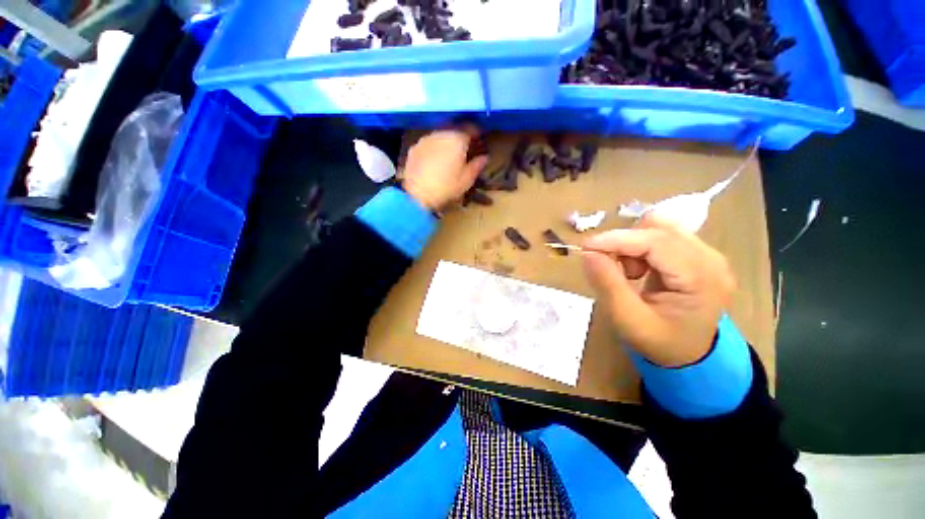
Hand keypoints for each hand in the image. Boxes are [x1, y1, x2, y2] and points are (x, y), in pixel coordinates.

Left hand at [402, 126, 488, 210]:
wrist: (417, 194)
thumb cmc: (447, 186)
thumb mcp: (467, 179)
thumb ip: (477, 165)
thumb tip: (484, 157)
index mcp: (458, 139)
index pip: (471, 128)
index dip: (477, 135)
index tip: (480, 142)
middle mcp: (441, 133)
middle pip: (455, 131)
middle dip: (461, 139)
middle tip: (465, 151)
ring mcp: (425, 139)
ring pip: (440, 137)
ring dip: (446, 144)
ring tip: (448, 158)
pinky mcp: (414, 148)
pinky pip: (428, 145)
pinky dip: (433, 150)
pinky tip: (434, 163)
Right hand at [580, 216, 736, 366]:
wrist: (689, 356)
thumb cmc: (659, 342)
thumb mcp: (627, 319)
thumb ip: (607, 284)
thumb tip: (588, 253)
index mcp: (702, 278)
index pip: (657, 241)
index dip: (618, 239)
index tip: (585, 247)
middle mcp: (711, 259)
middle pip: (659, 229)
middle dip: (625, 243)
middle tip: (607, 266)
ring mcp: (707, 255)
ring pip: (659, 229)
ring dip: (631, 245)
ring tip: (627, 272)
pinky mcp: (697, 255)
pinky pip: (661, 236)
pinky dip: (639, 248)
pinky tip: (638, 270)